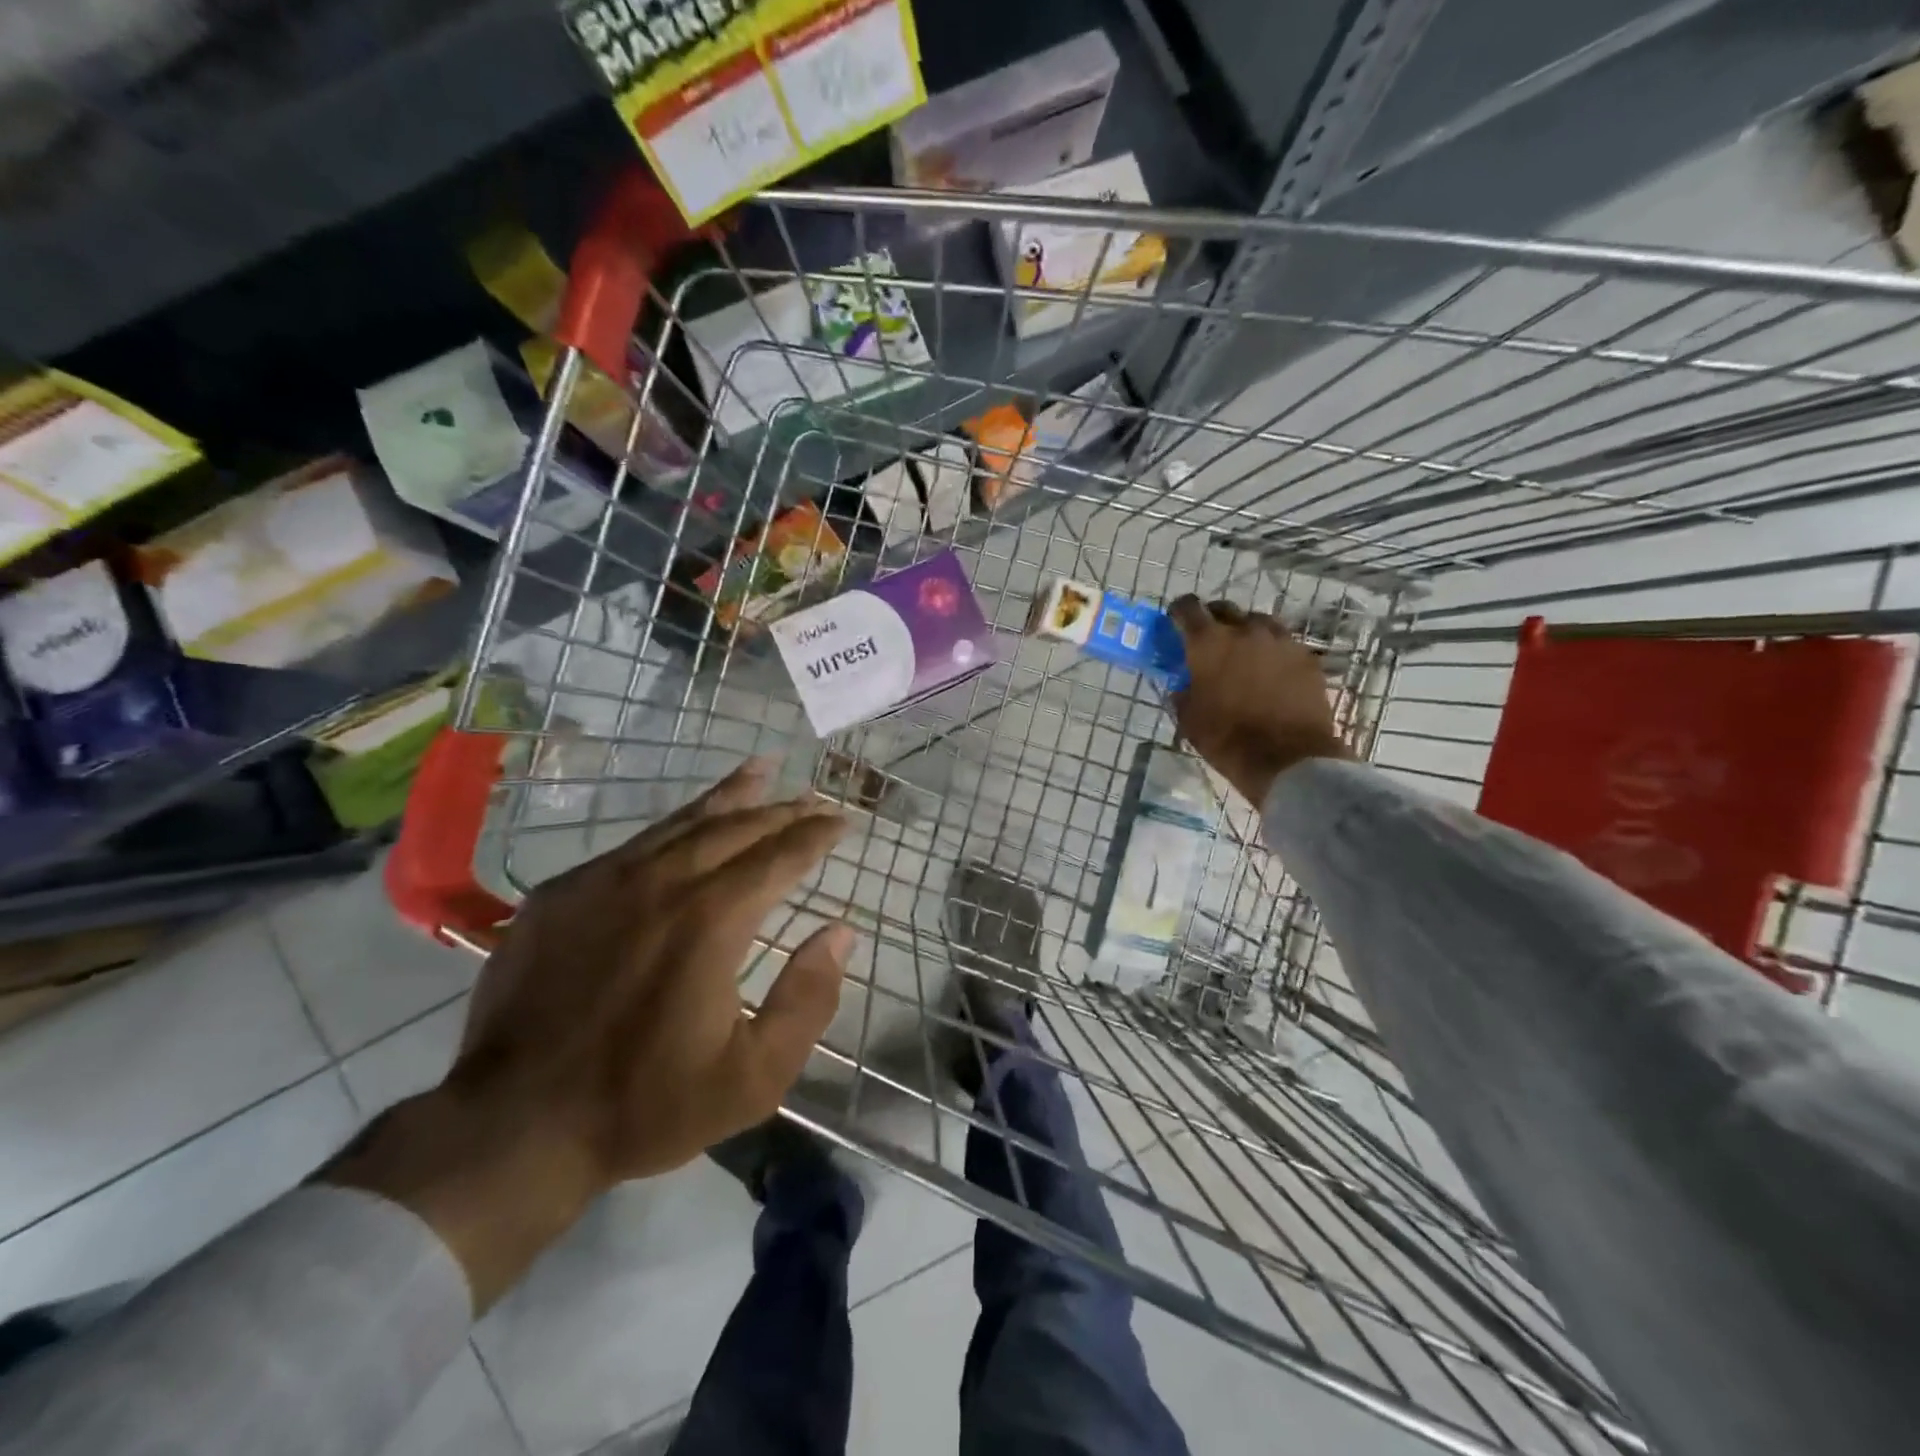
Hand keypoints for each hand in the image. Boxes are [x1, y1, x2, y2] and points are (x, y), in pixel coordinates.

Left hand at [326, 760, 851, 1308]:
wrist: (514, 1127)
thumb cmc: (645, 1106)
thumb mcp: (753, 1076)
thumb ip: (807, 1000)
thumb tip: (840, 932)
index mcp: (712, 921)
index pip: (779, 857)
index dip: (816, 834)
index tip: (842, 820)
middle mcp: (662, 883)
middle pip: (736, 828)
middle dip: (783, 809)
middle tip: (814, 798)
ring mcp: (604, 882)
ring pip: (682, 822)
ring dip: (730, 796)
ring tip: (761, 769)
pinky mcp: (561, 893)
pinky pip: (633, 844)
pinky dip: (674, 824)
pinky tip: (685, 824)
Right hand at [1168, 596, 1349, 806]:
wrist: (1288, 758)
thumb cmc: (1228, 739)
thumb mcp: (1189, 719)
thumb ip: (1182, 692)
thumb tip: (1182, 683)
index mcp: (1208, 642)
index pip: (1187, 608)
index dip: (1179, 612)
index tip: (1175, 622)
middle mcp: (1245, 630)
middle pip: (1224, 609)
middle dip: (1212, 619)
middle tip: (1208, 641)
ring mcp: (1281, 640)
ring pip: (1258, 622)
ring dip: (1245, 631)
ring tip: (1243, 652)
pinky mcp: (1306, 657)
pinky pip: (1283, 643)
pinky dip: (1272, 650)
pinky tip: (1270, 671)